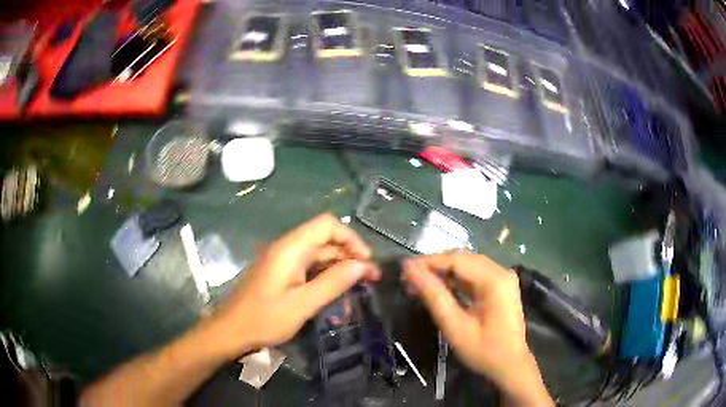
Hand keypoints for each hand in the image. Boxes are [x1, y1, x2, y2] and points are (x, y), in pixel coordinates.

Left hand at [205, 214, 379, 357]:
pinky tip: (338, 290)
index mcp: (291, 248)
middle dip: (351, 255)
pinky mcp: (281, 273)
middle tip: (371, 278)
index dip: (351, 238)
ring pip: (319, 254)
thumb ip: (333, 283)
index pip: (327, 224)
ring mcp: (284, 260)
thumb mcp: (302, 304)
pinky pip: (309, 266)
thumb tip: (363, 265)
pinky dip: (326, 274)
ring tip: (360, 285)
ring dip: (340, 266)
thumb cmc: (264, 318)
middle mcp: (288, 248)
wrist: (231, 330)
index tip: (366, 261)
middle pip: (325, 239)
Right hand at [403, 254, 551, 405]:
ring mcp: (503, 278)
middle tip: (409, 278)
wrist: (510, 366)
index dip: (428, 262)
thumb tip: (411, 270)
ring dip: (444, 272)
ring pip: (468, 265)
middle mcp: (501, 272)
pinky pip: (475, 275)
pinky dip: (456, 279)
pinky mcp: (501, 286)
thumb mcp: (455, 326)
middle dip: (435, 266)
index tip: (404, 268)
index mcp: (494, 279)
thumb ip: (434, 296)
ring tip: (419, 282)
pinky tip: (440, 287)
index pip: (456, 260)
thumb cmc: (484, 350)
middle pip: (463, 259)